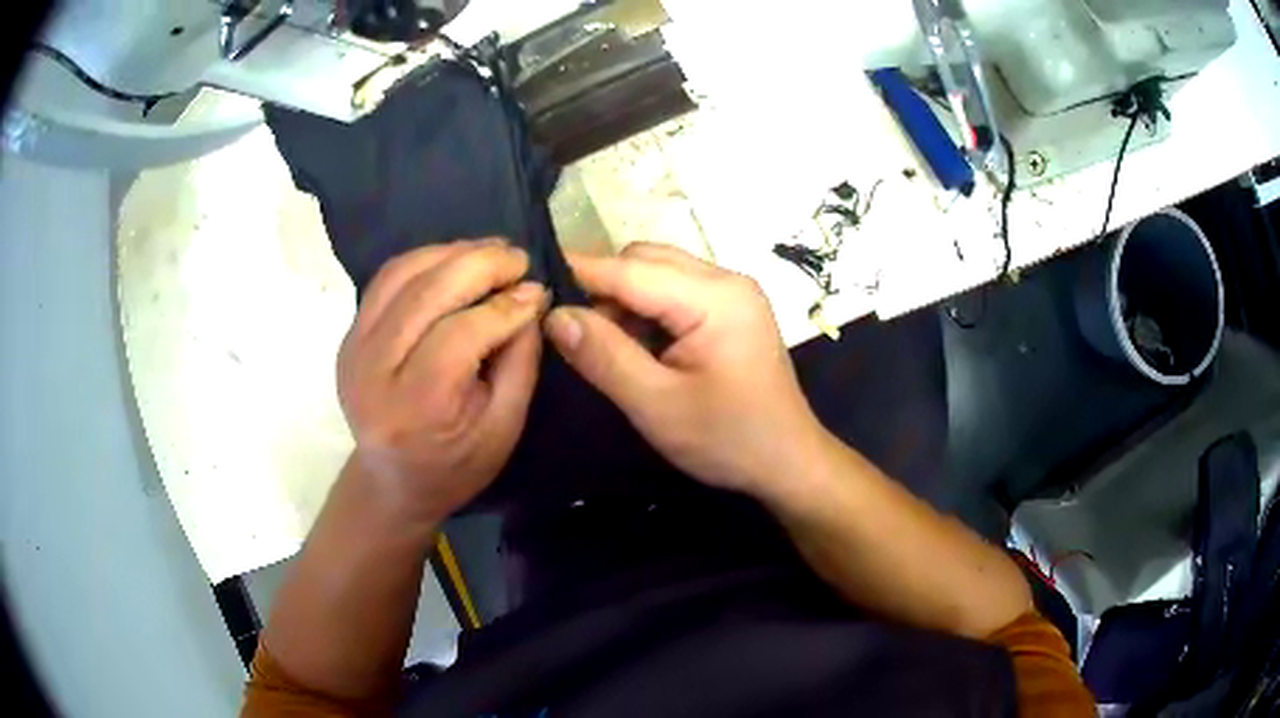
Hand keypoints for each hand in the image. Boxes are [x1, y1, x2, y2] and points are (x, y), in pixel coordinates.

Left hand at [337, 239, 546, 527]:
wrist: (393, 479)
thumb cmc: (456, 464)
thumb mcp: (504, 427)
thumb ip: (519, 361)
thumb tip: (528, 297)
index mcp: (416, 406)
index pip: (460, 334)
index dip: (503, 306)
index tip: (539, 290)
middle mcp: (374, 370)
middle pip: (425, 293)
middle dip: (479, 264)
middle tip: (518, 258)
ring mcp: (353, 348)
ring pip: (401, 274)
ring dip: (451, 252)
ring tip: (491, 252)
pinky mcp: (349, 335)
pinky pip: (386, 279)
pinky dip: (424, 259)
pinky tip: (455, 260)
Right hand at [543, 243, 825, 497]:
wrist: (788, 462)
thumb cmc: (728, 440)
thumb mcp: (657, 405)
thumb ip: (604, 357)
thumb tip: (554, 315)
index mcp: (715, 297)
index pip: (631, 269)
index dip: (580, 273)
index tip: (534, 284)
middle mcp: (726, 279)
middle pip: (645, 260)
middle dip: (604, 288)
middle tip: (575, 334)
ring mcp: (732, 292)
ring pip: (658, 273)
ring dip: (624, 300)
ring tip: (608, 346)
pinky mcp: (731, 309)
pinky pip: (675, 291)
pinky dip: (646, 310)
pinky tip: (639, 346)